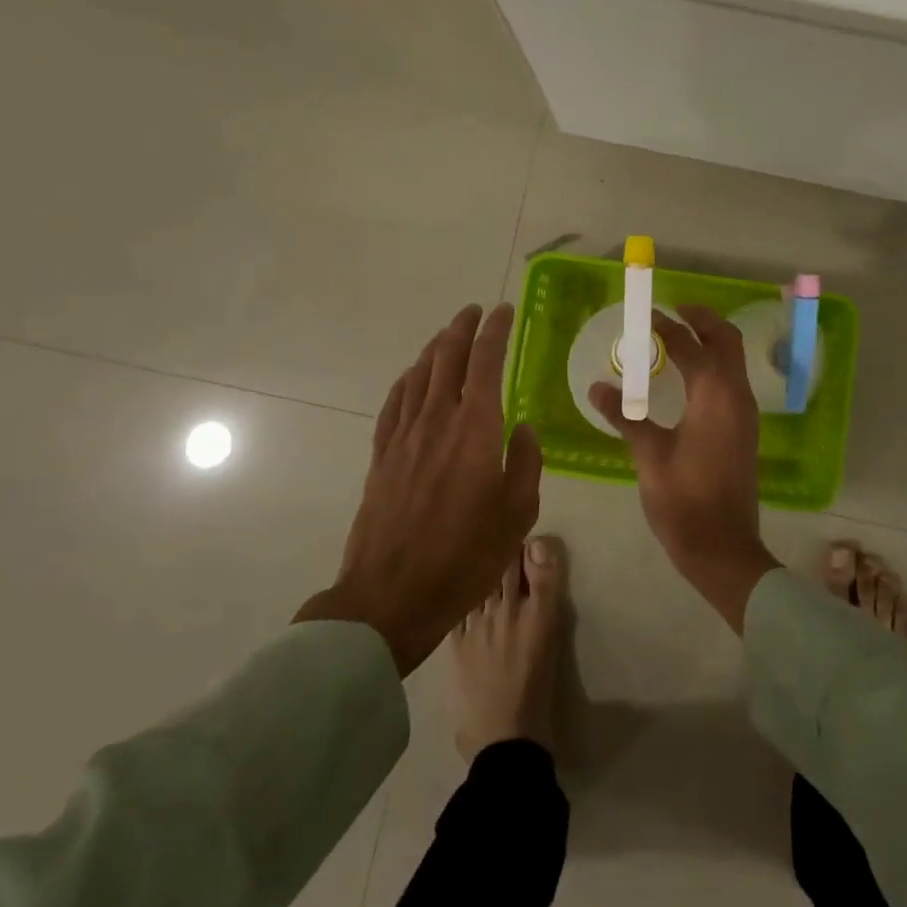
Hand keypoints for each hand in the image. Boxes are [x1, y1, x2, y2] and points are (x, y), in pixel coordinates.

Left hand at [295, 304, 541, 674]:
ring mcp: (404, 436)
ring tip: (448, 335)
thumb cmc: (466, 556)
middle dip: (462, 328)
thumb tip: (523, 427)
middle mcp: (437, 420)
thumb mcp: (518, 513)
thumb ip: (525, 462)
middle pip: (447, 358)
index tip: (503, 311)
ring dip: (435, 348)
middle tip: (475, 311)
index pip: (485, 361)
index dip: (495, 331)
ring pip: (418, 375)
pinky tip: (413, 377)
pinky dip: (407, 380)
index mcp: (475, 428)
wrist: (392, 595)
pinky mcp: (382, 455)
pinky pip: (394, 403)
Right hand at [591, 306, 780, 631]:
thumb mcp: (649, 455)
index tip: (645, 315)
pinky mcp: (744, 430)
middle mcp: (737, 396)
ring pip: (733, 360)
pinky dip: (713, 365)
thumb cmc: (684, 500)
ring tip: (677, 337)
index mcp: (715, 395)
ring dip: (710, 341)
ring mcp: (745, 413)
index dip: (667, 327)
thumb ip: (625, 416)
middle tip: (673, 311)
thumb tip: (598, 387)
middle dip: (702, 320)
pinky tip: (687, 376)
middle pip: (727, 341)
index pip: (691, 345)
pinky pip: (731, 381)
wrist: (723, 547)